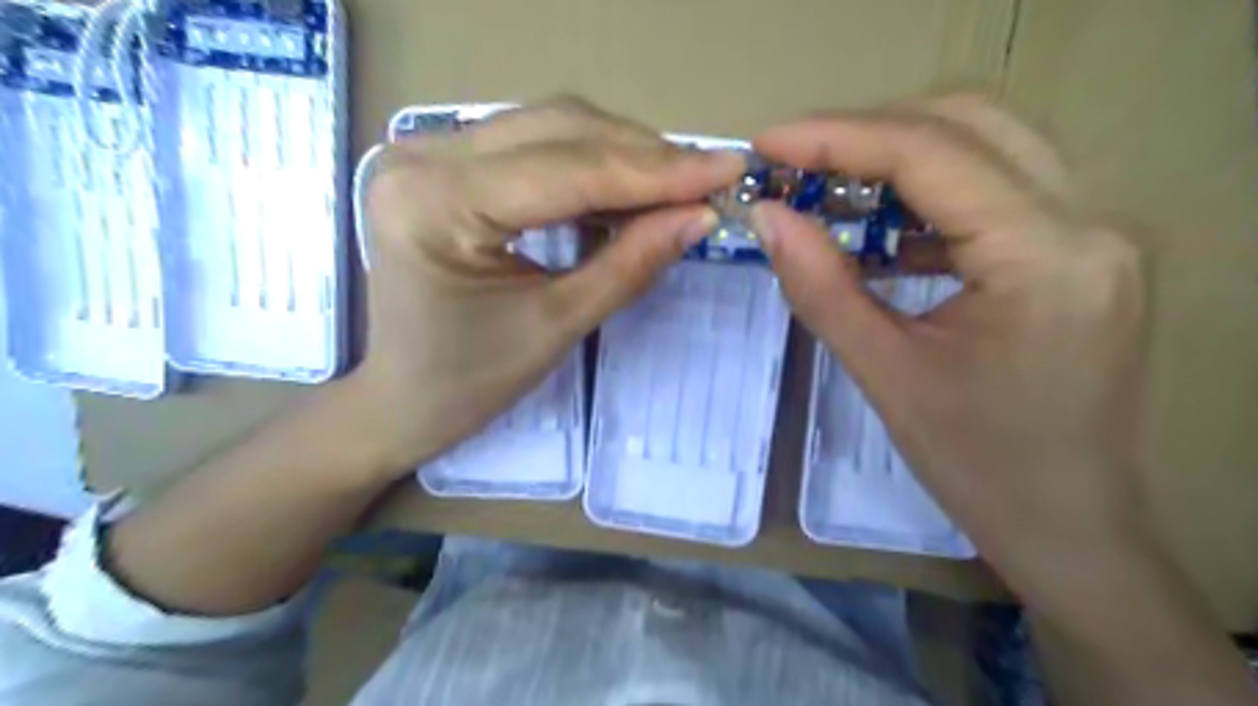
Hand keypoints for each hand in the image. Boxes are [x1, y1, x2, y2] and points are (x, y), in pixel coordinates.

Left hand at [342, 100, 738, 478]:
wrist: (404, 397)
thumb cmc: (470, 380)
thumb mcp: (558, 325)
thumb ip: (631, 263)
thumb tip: (701, 215)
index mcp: (436, 203)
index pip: (567, 169)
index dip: (656, 171)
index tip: (727, 170)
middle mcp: (423, 156)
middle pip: (559, 130)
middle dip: (644, 157)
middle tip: (708, 180)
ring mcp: (427, 152)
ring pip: (550, 128)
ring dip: (621, 154)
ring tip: (678, 187)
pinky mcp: (444, 164)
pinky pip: (533, 146)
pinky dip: (590, 164)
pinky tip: (630, 189)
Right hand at [745, 96, 1147, 606]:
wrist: (1065, 524)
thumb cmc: (976, 465)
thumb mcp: (884, 374)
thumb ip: (820, 286)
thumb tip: (766, 217)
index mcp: (1045, 259)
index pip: (931, 154)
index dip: (836, 137)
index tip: (766, 145)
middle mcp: (1088, 223)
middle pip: (968, 124)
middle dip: (867, 134)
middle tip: (796, 165)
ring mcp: (1093, 233)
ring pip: (986, 146)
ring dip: (898, 158)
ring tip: (828, 190)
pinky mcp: (1078, 252)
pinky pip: (995, 191)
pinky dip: (928, 196)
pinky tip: (883, 232)